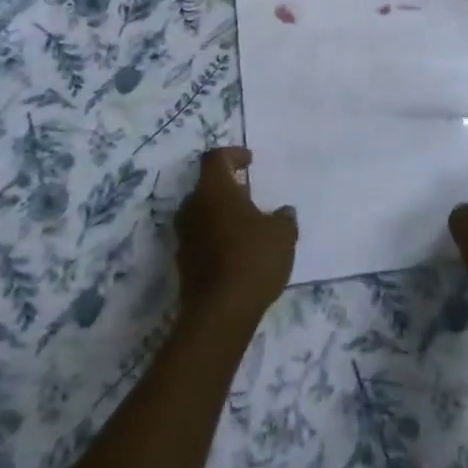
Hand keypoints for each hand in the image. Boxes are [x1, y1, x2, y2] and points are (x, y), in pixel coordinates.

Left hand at [176, 147, 296, 329]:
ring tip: (247, 226)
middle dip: (228, 188)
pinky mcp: (184, 264)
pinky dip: (217, 238)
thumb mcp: (282, 234)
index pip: (216, 158)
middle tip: (250, 195)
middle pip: (207, 186)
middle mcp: (192, 207)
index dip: (233, 154)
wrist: (220, 313)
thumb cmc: (252, 259)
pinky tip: (238, 252)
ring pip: (202, 214)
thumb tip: (283, 213)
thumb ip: (284, 218)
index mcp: (214, 190)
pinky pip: (201, 239)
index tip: (250, 161)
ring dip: (222, 214)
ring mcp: (184, 237)